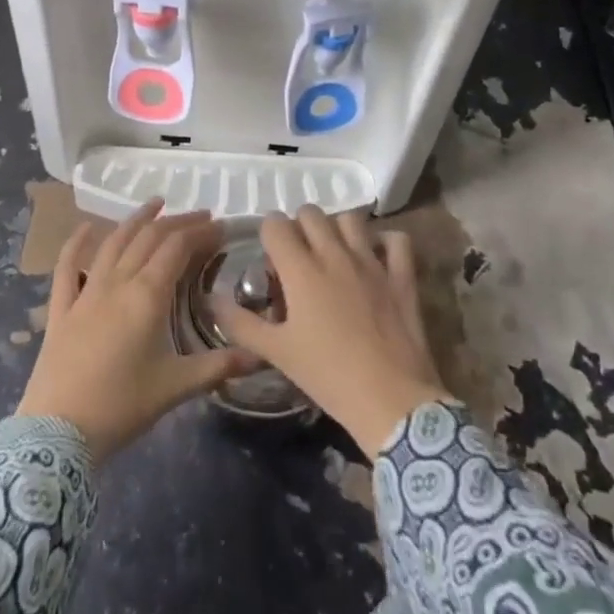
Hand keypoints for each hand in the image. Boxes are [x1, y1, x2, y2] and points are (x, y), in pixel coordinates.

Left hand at [16, 200, 256, 464]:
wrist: (57, 432)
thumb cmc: (121, 407)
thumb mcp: (176, 387)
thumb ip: (218, 367)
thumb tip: (259, 356)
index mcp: (147, 296)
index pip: (177, 248)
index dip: (200, 232)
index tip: (220, 226)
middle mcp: (117, 283)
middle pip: (149, 239)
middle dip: (177, 222)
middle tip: (201, 215)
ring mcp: (85, 293)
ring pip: (113, 243)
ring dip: (136, 220)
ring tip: (156, 204)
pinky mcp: (61, 309)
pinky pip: (67, 267)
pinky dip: (77, 244)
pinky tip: (86, 228)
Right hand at [218, 207, 448, 457]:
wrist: (390, 400)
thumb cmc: (327, 376)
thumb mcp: (277, 353)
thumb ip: (241, 323)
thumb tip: (212, 300)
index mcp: (301, 270)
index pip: (276, 225)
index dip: (268, 235)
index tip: (270, 258)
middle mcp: (335, 254)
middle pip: (311, 213)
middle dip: (299, 226)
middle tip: (298, 257)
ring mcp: (372, 261)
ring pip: (351, 219)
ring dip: (338, 228)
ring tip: (334, 253)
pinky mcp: (402, 275)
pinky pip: (396, 239)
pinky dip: (385, 242)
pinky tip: (377, 257)